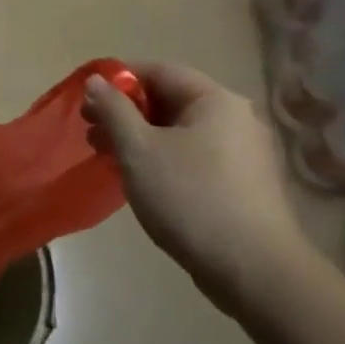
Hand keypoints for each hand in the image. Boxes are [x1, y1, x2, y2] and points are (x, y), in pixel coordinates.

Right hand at [82, 62, 311, 313]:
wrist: (256, 273)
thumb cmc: (191, 198)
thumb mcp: (138, 149)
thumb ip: (113, 109)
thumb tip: (96, 81)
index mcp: (215, 100)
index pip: (159, 70)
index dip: (119, 80)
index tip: (88, 100)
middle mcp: (235, 118)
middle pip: (170, 100)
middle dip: (126, 113)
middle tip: (91, 131)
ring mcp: (243, 153)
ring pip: (179, 132)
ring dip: (140, 138)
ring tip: (107, 157)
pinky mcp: (244, 185)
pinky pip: (194, 156)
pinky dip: (163, 159)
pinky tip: (141, 180)